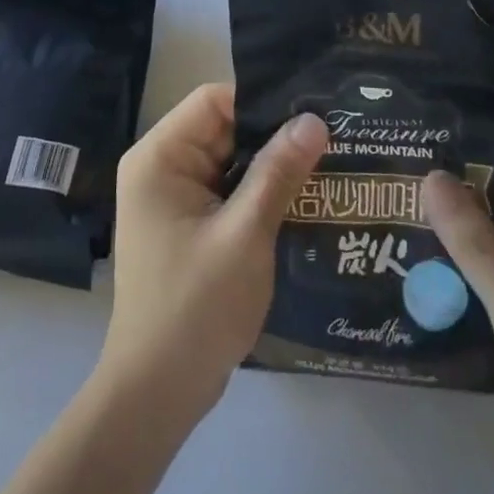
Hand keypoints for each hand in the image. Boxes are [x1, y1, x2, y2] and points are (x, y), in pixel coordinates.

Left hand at [99, 84, 328, 421]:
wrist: (159, 393)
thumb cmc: (195, 307)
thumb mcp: (245, 235)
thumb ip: (278, 173)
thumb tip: (314, 119)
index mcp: (159, 157)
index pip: (215, 100)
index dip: (262, 101)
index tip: (313, 110)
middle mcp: (162, 167)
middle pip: (225, 128)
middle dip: (274, 133)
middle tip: (334, 133)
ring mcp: (174, 197)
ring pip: (232, 159)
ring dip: (273, 164)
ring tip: (330, 159)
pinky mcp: (190, 223)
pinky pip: (230, 189)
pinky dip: (262, 191)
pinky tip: (305, 195)